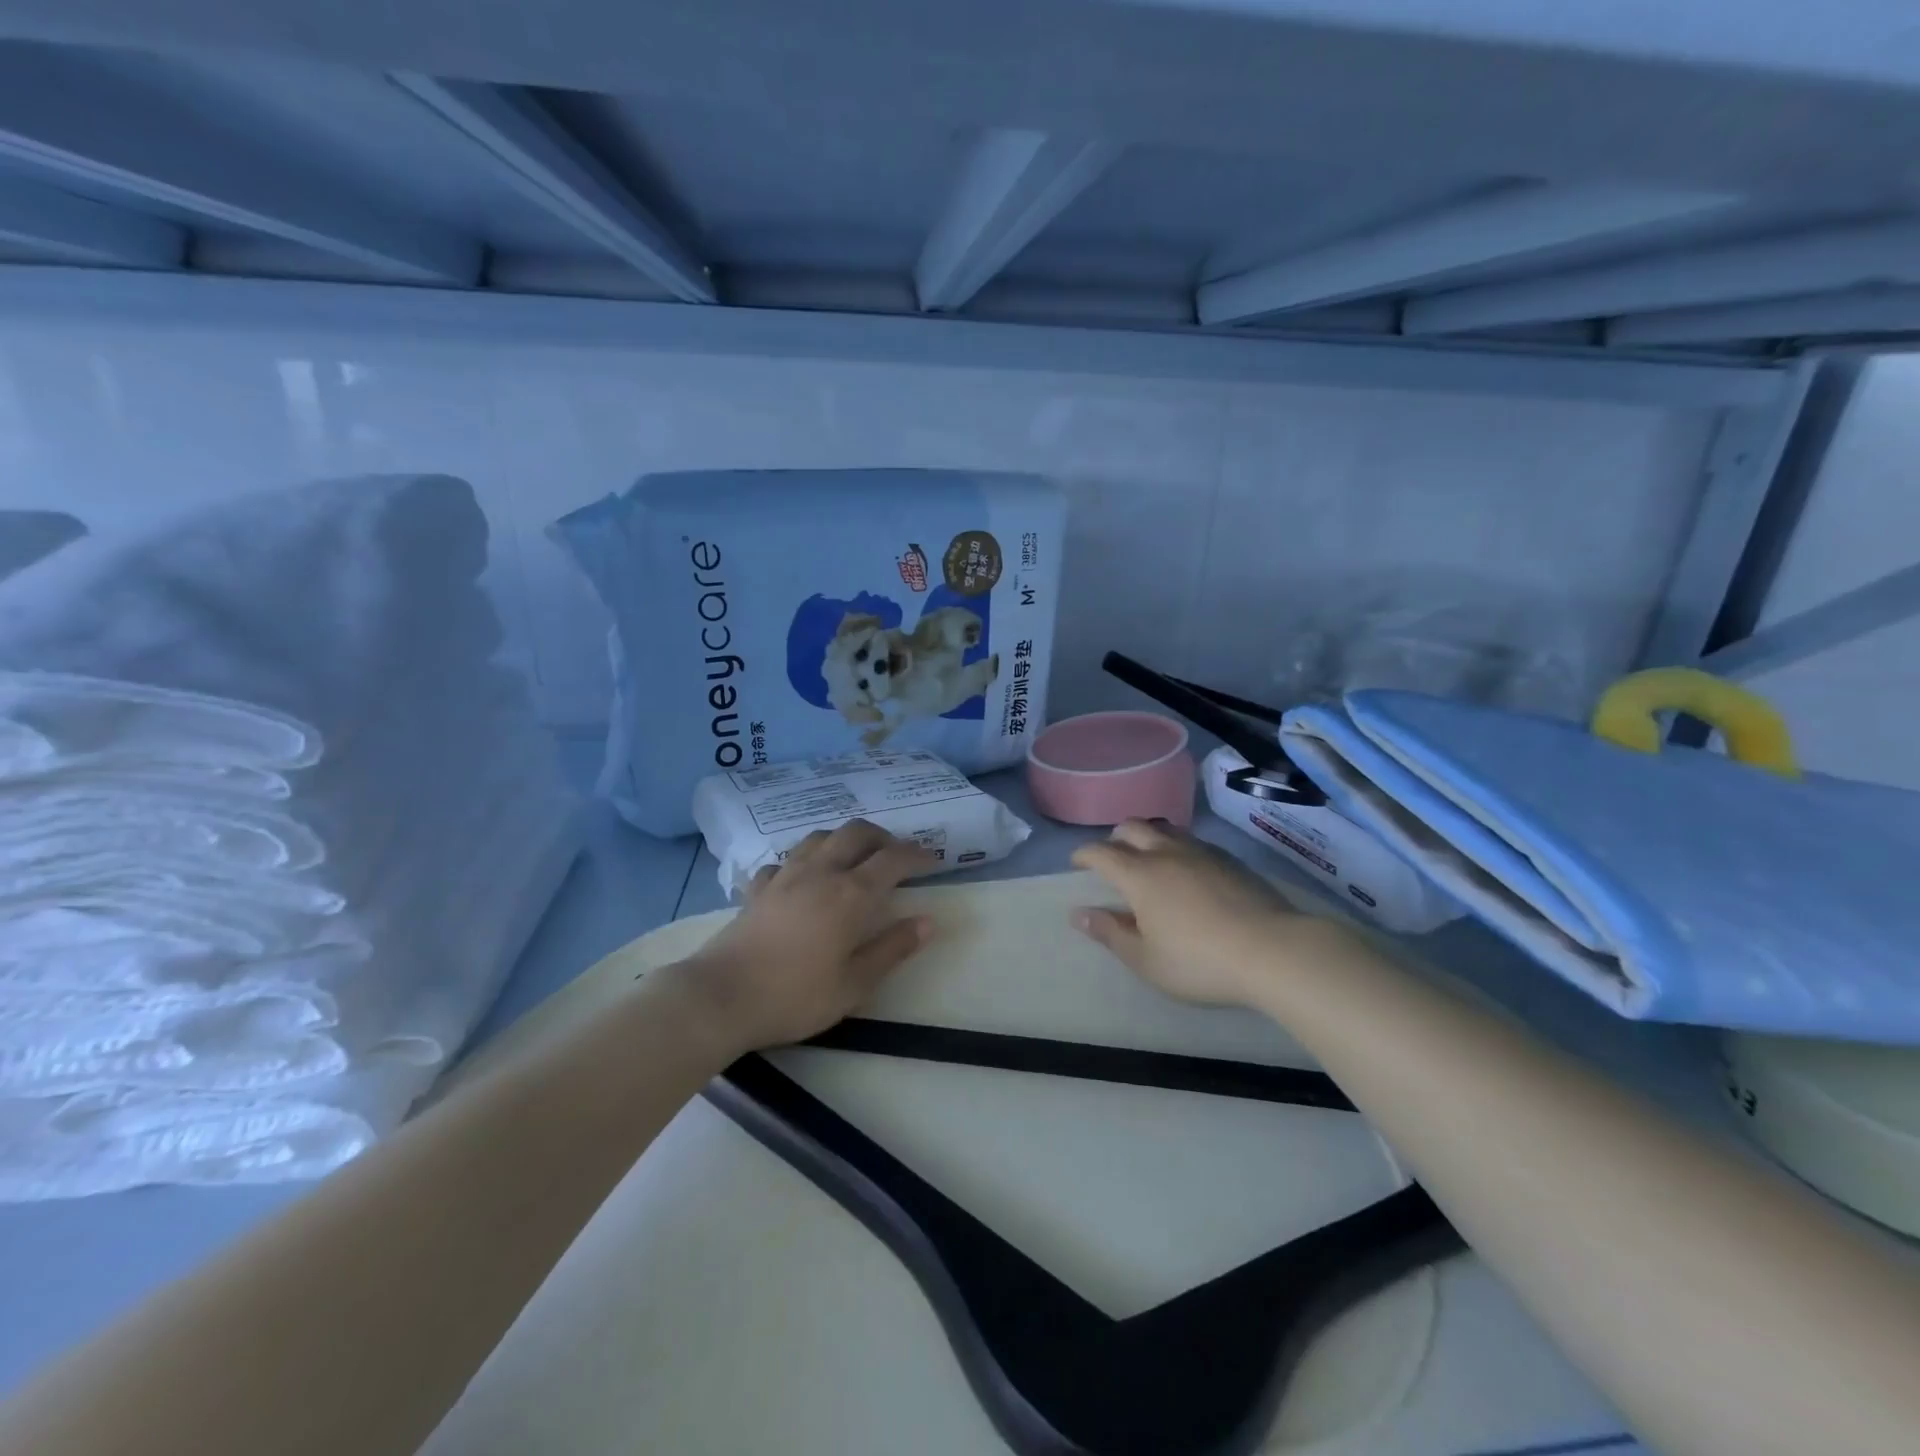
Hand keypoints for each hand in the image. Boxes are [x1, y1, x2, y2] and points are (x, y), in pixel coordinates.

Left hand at [675, 819, 935, 1050]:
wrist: (721, 998)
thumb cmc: (795, 996)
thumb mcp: (854, 984)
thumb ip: (892, 949)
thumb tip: (927, 922)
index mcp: (850, 894)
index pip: (893, 859)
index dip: (917, 855)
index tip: (933, 861)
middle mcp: (820, 872)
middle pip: (856, 833)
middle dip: (882, 836)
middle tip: (896, 854)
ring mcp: (785, 876)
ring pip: (819, 837)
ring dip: (843, 839)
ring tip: (853, 858)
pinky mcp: (758, 888)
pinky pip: (785, 861)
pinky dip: (802, 861)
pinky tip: (802, 878)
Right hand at [1071, 819, 1339, 1008]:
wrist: (1273, 950)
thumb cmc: (1199, 961)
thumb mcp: (1146, 959)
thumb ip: (1110, 933)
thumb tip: (1079, 914)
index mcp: (1139, 875)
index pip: (1101, 852)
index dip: (1084, 854)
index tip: (1077, 863)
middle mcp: (1166, 853)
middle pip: (1132, 827)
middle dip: (1115, 838)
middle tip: (1112, 857)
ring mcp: (1201, 852)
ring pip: (1164, 829)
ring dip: (1147, 837)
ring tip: (1148, 858)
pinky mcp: (1230, 859)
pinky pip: (1192, 841)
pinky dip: (1177, 847)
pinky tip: (1187, 870)